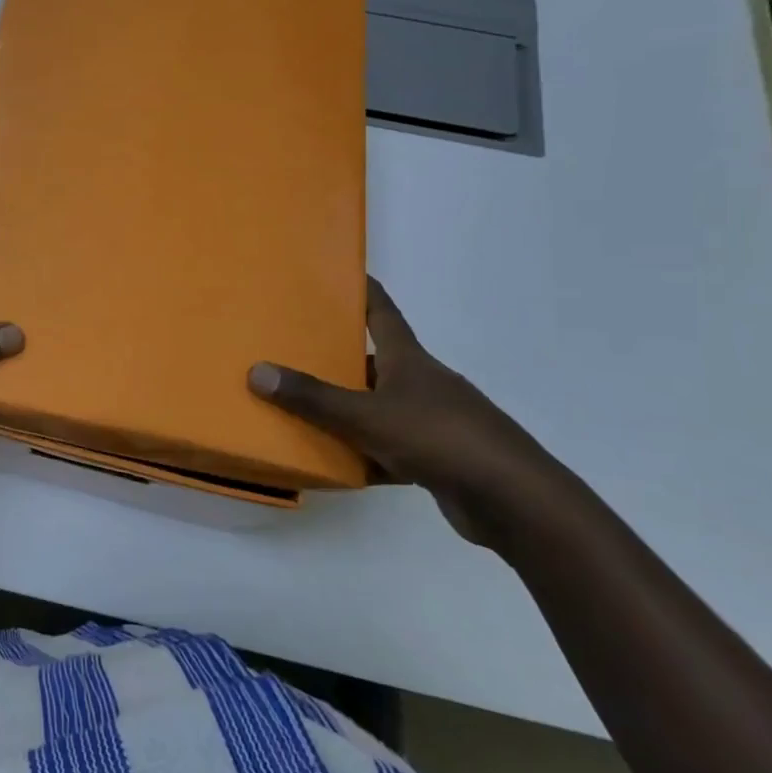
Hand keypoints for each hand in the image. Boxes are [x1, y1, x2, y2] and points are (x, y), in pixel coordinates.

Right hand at [247, 279, 564, 542]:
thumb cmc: (438, 438)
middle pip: (376, 361)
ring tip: (305, 409)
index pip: (381, 311)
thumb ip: (312, 397)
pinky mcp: (440, 458)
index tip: (338, 273)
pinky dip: (366, 453)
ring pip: (381, 407)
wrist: (514, 500)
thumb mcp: (365, 416)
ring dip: (349, 409)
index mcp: (409, 360)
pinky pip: (392, 448)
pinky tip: (340, 465)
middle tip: (296, 351)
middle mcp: (423, 383)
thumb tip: (257, 371)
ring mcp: (435, 421)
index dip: (361, 290)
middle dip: (339, 357)